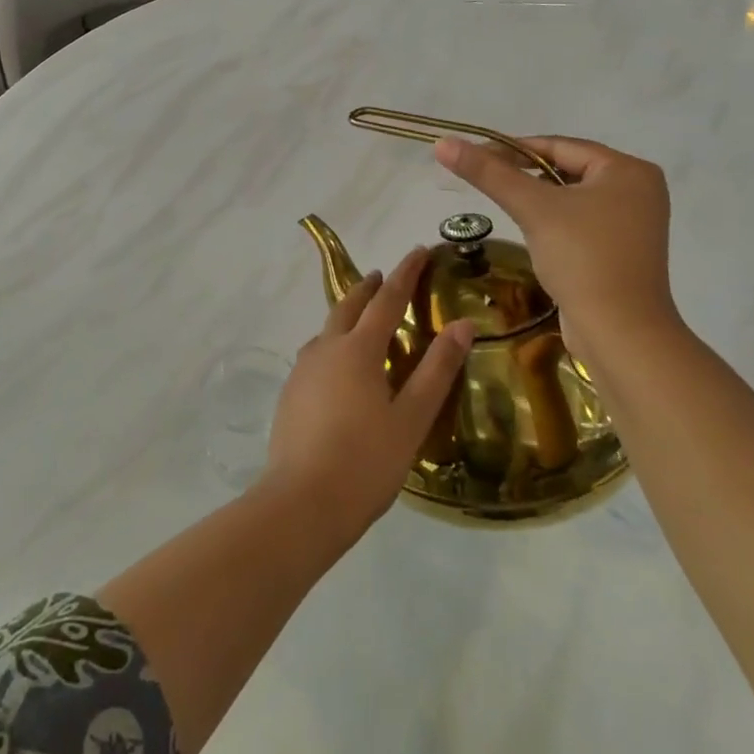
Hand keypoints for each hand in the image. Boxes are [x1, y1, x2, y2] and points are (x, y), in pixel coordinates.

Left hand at [261, 248, 472, 547]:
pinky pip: (316, 354)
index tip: (419, 250)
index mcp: (358, 349)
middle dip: (370, 288)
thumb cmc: (366, 461)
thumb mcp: (412, 418)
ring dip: (348, 315)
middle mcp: (326, 348)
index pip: (387, 299)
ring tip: (365, 319)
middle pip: (349, 306)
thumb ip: (437, 369)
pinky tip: (340, 366)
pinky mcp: (291, 392)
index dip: (405, 273)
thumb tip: (462, 325)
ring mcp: (303, 370)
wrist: (302, 503)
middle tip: (385, 278)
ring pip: (328, 329)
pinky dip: (334, 343)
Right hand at [434, 135, 682, 364]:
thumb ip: (488, 173)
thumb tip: (443, 143)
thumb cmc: (582, 259)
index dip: (514, 148)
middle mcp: (638, 190)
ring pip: (572, 198)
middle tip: (484, 181)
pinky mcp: (623, 251)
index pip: (560, 146)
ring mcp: (633, 223)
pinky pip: (580, 222)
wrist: (619, 333)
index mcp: (628, 170)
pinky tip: (531, 232)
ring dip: (537, 199)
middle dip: (524, 174)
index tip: (475, 157)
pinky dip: (554, 222)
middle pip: (566, 169)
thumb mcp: (532, 208)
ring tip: (502, 204)